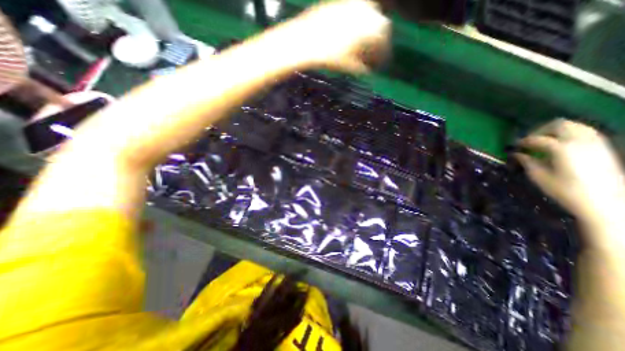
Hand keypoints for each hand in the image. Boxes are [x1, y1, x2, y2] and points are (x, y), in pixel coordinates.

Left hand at [274, 0, 389, 71]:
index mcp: (372, 28)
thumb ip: (363, 67)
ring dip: (371, 32)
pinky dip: (360, 23)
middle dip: (379, 43)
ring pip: (371, 17)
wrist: (305, 40)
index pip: (384, 42)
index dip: (383, 55)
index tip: (380, 65)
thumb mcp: (349, 66)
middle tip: (373, 56)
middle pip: (381, 28)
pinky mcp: (344, 1)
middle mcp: (368, 10)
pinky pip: (359, 12)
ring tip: (364, 46)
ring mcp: (355, 3)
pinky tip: (354, 34)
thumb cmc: (329, 56)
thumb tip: (370, 70)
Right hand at [513, 119, 624, 225]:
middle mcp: (580, 141)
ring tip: (544, 141)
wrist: (607, 203)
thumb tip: (518, 154)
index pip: (536, 139)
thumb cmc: (566, 191)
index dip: (522, 141)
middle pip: (559, 124)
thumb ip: (528, 162)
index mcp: (562, 148)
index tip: (514, 146)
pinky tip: (561, 144)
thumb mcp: (540, 177)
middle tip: (530, 141)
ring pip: (574, 125)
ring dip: (556, 130)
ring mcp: (595, 143)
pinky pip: (585, 132)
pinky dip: (570, 133)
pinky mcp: (603, 147)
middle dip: (541, 130)